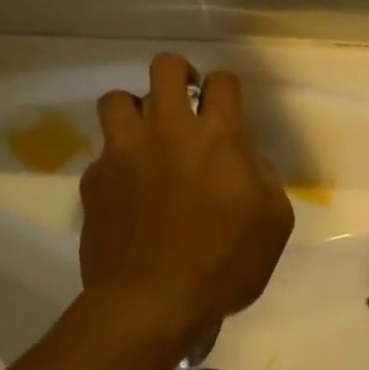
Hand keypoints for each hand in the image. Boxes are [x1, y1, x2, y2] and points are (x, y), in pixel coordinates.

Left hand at [80, 54, 293, 342]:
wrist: (150, 302)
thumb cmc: (223, 264)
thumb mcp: (274, 224)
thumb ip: (265, 179)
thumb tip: (246, 161)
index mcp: (217, 137)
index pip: (222, 82)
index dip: (226, 87)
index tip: (226, 107)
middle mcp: (167, 130)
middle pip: (164, 67)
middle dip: (178, 73)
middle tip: (184, 99)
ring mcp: (124, 152)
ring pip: (116, 99)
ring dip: (135, 109)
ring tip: (145, 136)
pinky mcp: (94, 179)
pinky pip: (103, 154)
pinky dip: (117, 162)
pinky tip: (127, 191)